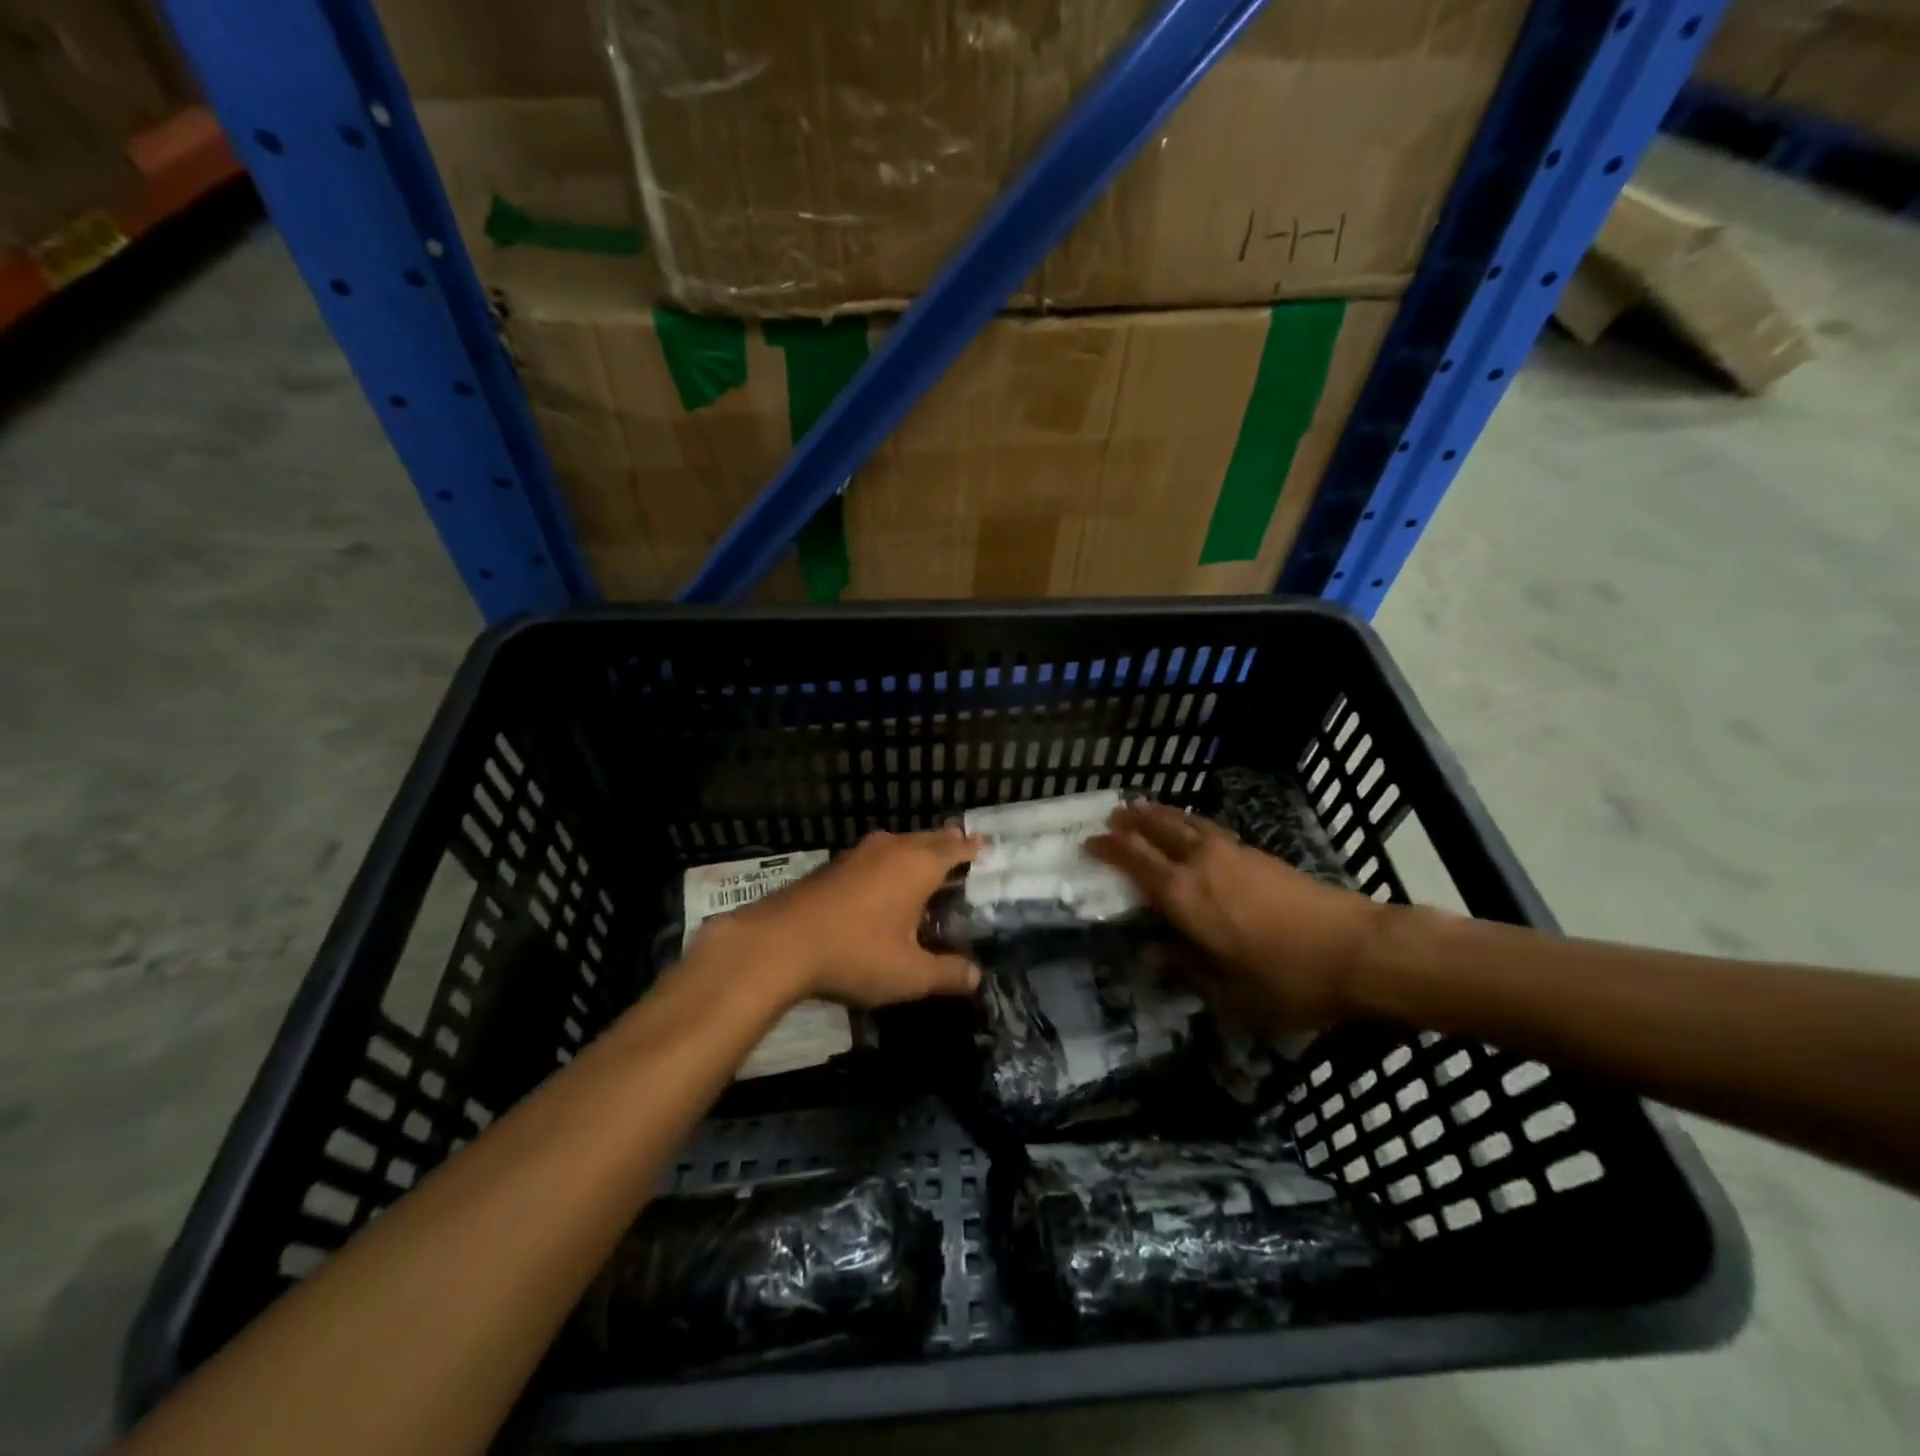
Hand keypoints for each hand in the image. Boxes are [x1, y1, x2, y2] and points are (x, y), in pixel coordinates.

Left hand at [697, 828, 982, 1008]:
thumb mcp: (910, 974)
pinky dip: (889, 865)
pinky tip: (884, 887)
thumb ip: (947, 974)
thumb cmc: (856, 953)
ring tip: (926, 869)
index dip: (972, 848)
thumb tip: (975, 977)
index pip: (955, 847)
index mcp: (918, 865)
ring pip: (898, 845)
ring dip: (915, 853)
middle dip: (945, 845)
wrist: (779, 944)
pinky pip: (875, 857)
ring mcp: (858, 854)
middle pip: (927, 839)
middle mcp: (891, 849)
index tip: (984, 846)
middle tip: (961, 853)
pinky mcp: (833, 866)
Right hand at [1089, 801, 1383, 1031]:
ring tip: (1145, 809)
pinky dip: (1189, 823)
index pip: (1134, 861)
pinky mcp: (1259, 854)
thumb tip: (1149, 954)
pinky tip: (1192, 831)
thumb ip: (1185, 967)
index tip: (1089, 842)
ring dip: (1160, 814)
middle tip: (1113, 814)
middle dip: (1132, 820)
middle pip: (1158, 829)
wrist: (1358, 950)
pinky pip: (1209, 828)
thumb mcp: (1229, 990)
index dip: (1109, 848)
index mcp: (1184, 896)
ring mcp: (1232, 854)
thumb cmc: (1287, 979)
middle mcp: (1201, 864)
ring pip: (1185, 823)